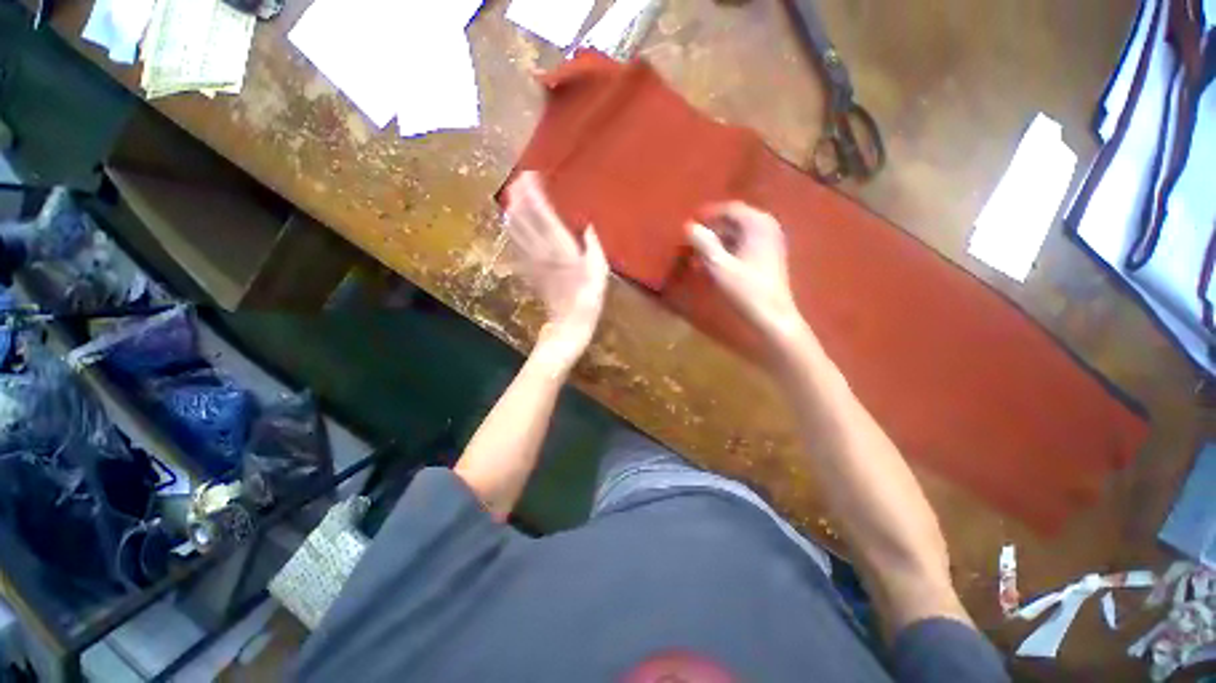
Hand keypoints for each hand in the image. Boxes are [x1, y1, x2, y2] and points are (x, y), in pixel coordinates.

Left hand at [504, 172, 609, 369]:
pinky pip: (517, 246)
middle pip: (525, 218)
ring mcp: (532, 261)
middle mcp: (541, 250)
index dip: (535, 193)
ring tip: (510, 194)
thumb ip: (593, 245)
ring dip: (512, 210)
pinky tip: (510, 223)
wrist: (568, 323)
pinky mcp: (529, 271)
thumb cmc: (588, 296)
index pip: (543, 213)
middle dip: (519, 196)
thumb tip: (588, 226)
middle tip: (517, 178)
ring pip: (516, 231)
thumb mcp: (599, 270)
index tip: (531, 175)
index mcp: (560, 247)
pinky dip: (512, 231)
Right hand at [686, 203, 810, 354]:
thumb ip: (703, 244)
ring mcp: (770, 242)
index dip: (708, 215)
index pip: (729, 209)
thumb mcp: (719, 266)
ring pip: (738, 233)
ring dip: (718, 241)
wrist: (773, 316)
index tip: (689, 225)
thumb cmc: (746, 290)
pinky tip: (714, 263)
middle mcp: (767, 227)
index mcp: (758, 224)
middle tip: (692, 241)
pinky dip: (728, 250)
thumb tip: (688, 226)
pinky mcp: (769, 256)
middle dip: (712, 229)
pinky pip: (744, 244)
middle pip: (734, 220)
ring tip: (699, 254)